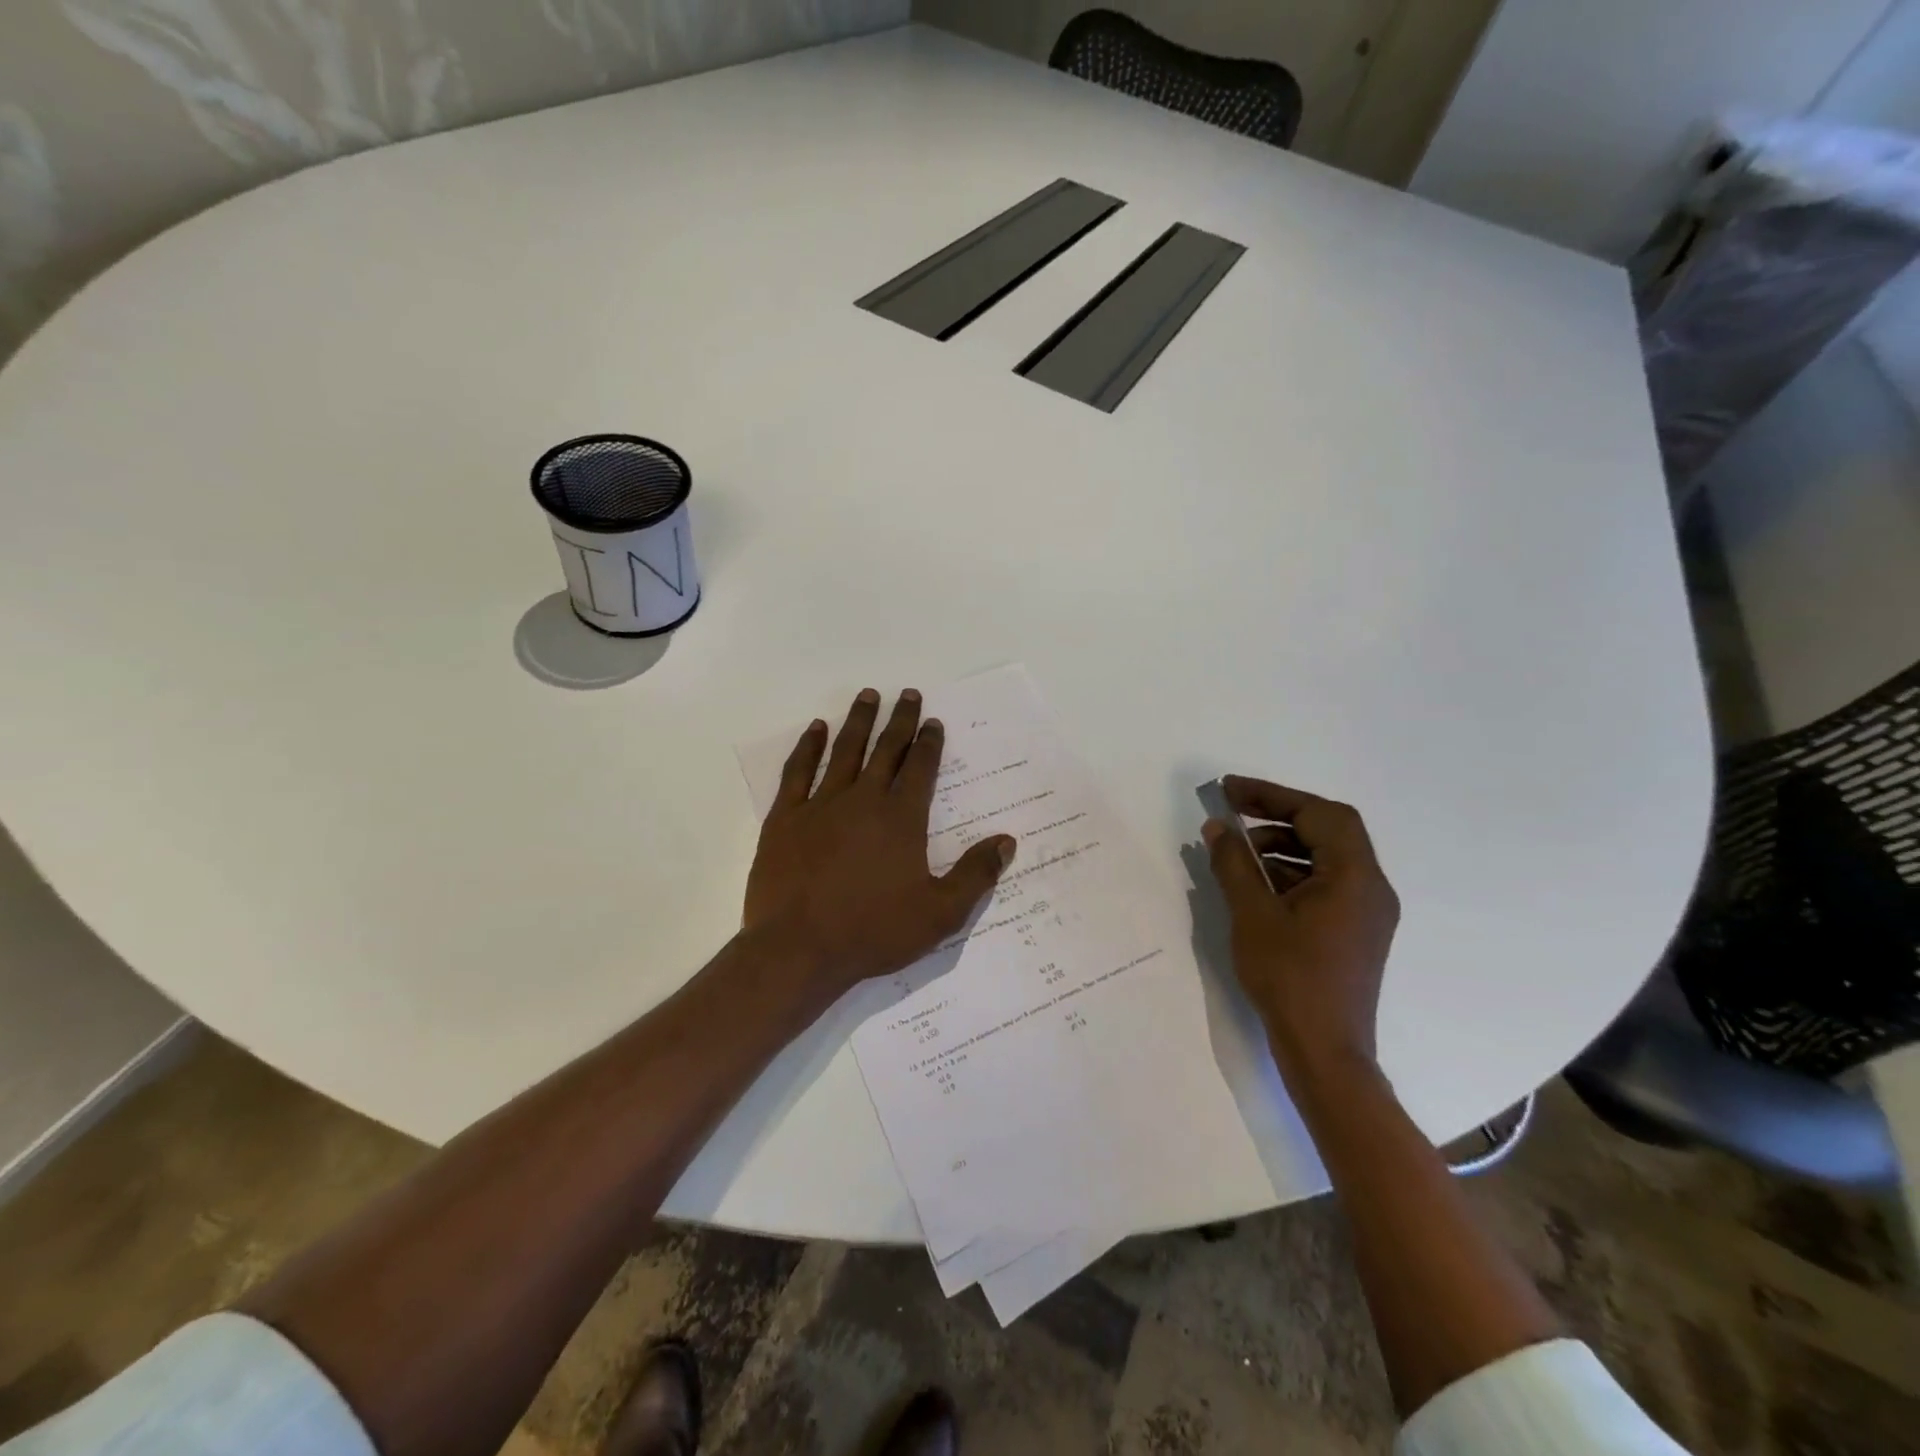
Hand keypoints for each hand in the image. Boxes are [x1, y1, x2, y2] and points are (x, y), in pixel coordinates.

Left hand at [745, 689, 1015, 991]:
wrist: (798, 950)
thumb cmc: (872, 932)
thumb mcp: (940, 914)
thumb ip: (975, 875)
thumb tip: (1007, 842)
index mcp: (901, 819)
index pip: (920, 769)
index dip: (929, 743)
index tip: (933, 722)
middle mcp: (863, 800)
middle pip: (886, 749)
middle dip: (900, 720)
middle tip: (907, 694)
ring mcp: (820, 805)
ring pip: (844, 751)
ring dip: (858, 721)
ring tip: (868, 695)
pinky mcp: (785, 818)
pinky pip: (798, 771)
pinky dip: (808, 747)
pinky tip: (816, 729)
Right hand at [1203, 776, 1399, 1079]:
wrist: (1324, 1052)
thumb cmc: (1289, 978)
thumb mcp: (1252, 914)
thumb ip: (1234, 864)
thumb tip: (1217, 828)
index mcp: (1355, 877)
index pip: (1319, 813)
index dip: (1272, 795)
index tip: (1230, 791)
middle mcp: (1372, 887)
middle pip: (1329, 830)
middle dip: (1279, 814)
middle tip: (1234, 811)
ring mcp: (1368, 912)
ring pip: (1327, 857)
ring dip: (1284, 844)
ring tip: (1240, 852)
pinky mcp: (1356, 931)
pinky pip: (1327, 883)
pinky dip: (1293, 872)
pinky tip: (1258, 884)